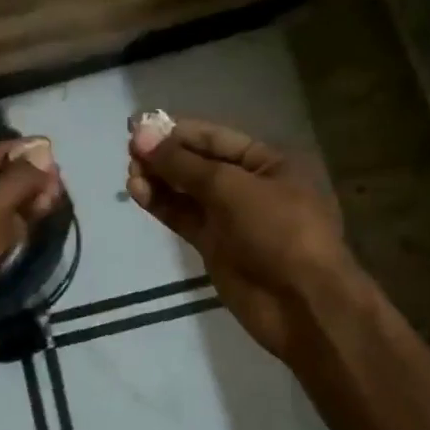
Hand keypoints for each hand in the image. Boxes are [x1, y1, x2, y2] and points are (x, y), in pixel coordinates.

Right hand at [127, 118, 357, 360]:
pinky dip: (162, 204)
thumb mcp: (232, 188)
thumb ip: (184, 164)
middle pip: (199, 164)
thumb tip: (141, 136)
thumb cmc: (278, 231)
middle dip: (166, 156)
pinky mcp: (214, 246)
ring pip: (188, 192)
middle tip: (129, 149)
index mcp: (268, 162)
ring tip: (130, 172)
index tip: (138, 126)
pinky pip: (184, 217)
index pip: (216, 139)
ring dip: (159, 179)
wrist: (300, 303)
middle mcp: (249, 185)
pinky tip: (138, 191)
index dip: (177, 132)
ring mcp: (231, 218)